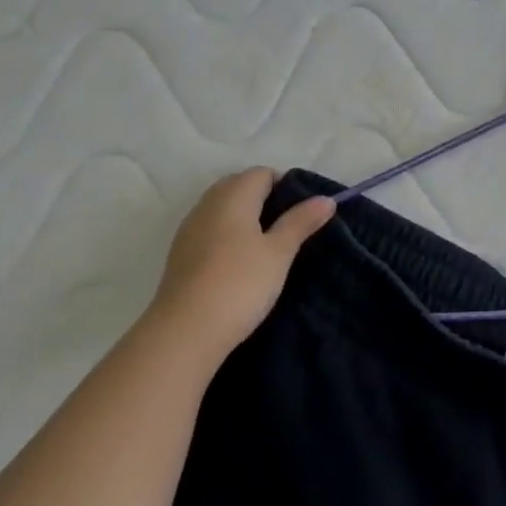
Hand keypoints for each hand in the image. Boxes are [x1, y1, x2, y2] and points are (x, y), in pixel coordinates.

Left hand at [152, 168, 335, 356]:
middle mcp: (207, 205)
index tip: (304, 210)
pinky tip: (240, 262)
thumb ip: (301, 222)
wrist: (185, 332)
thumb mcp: (279, 252)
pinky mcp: (180, 254)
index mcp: (233, 196)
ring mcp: (189, 229)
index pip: (261, 173)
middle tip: (289, 226)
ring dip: (245, 217)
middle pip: (239, 186)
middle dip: (265, 198)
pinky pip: (210, 229)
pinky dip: (228, 235)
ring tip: (268, 245)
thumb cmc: (240, 284)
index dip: (286, 184)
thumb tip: (326, 199)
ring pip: (222, 208)